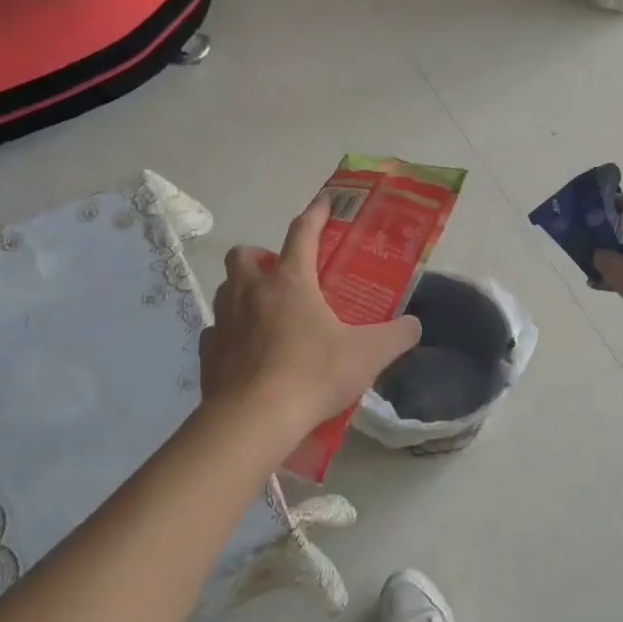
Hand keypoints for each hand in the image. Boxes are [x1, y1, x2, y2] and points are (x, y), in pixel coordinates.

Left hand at [200, 195, 421, 446]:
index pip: (302, 232)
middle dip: (262, 256)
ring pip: (228, 289)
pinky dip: (232, 333)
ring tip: (269, 314)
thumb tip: (414, 325)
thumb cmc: (312, 374)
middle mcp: (251, 291)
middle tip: (285, 276)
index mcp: (290, 280)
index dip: (316, 213)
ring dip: (245, 291)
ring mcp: (224, 321)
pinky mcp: (208, 352)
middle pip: (245, 254)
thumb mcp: (368, 354)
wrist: (253, 421)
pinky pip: (218, 330)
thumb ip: (397, 335)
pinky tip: (249, 352)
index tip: (325, 201)